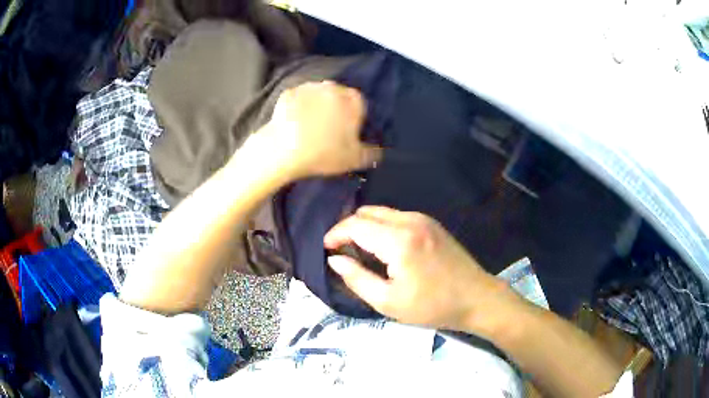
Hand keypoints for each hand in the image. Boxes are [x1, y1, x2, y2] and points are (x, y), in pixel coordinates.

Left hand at [263, 81, 381, 178]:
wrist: (285, 150)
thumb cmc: (325, 153)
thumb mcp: (355, 159)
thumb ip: (372, 154)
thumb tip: (379, 153)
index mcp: (353, 99)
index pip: (360, 105)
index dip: (354, 119)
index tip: (347, 133)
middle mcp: (332, 87)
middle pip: (338, 97)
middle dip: (336, 110)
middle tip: (328, 131)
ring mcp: (309, 87)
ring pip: (317, 96)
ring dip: (316, 106)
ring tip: (309, 128)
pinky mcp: (289, 93)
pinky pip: (298, 100)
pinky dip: (298, 108)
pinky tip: (294, 123)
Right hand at [324, 206, 519, 332]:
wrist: (476, 298)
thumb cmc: (432, 306)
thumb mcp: (388, 302)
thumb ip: (357, 278)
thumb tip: (335, 259)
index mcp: (399, 240)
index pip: (356, 225)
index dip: (335, 234)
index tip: (326, 248)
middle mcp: (410, 220)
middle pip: (367, 213)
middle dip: (348, 228)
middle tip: (341, 251)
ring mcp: (423, 219)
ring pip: (382, 212)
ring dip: (365, 226)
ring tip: (358, 250)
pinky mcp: (431, 223)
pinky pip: (396, 217)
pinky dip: (381, 226)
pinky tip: (381, 246)